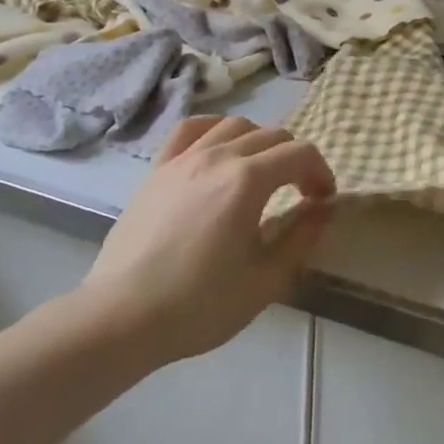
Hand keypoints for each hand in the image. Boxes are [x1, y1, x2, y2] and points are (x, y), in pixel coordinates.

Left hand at [79, 116, 334, 372]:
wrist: (121, 319)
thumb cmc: (198, 305)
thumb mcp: (265, 280)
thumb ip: (301, 238)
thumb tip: (322, 209)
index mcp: (249, 180)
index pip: (301, 154)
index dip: (321, 172)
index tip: (322, 201)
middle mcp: (219, 155)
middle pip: (272, 136)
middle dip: (295, 159)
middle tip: (298, 192)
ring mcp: (184, 158)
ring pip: (235, 124)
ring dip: (259, 141)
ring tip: (260, 170)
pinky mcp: (158, 169)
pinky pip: (191, 129)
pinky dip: (214, 129)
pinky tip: (218, 148)